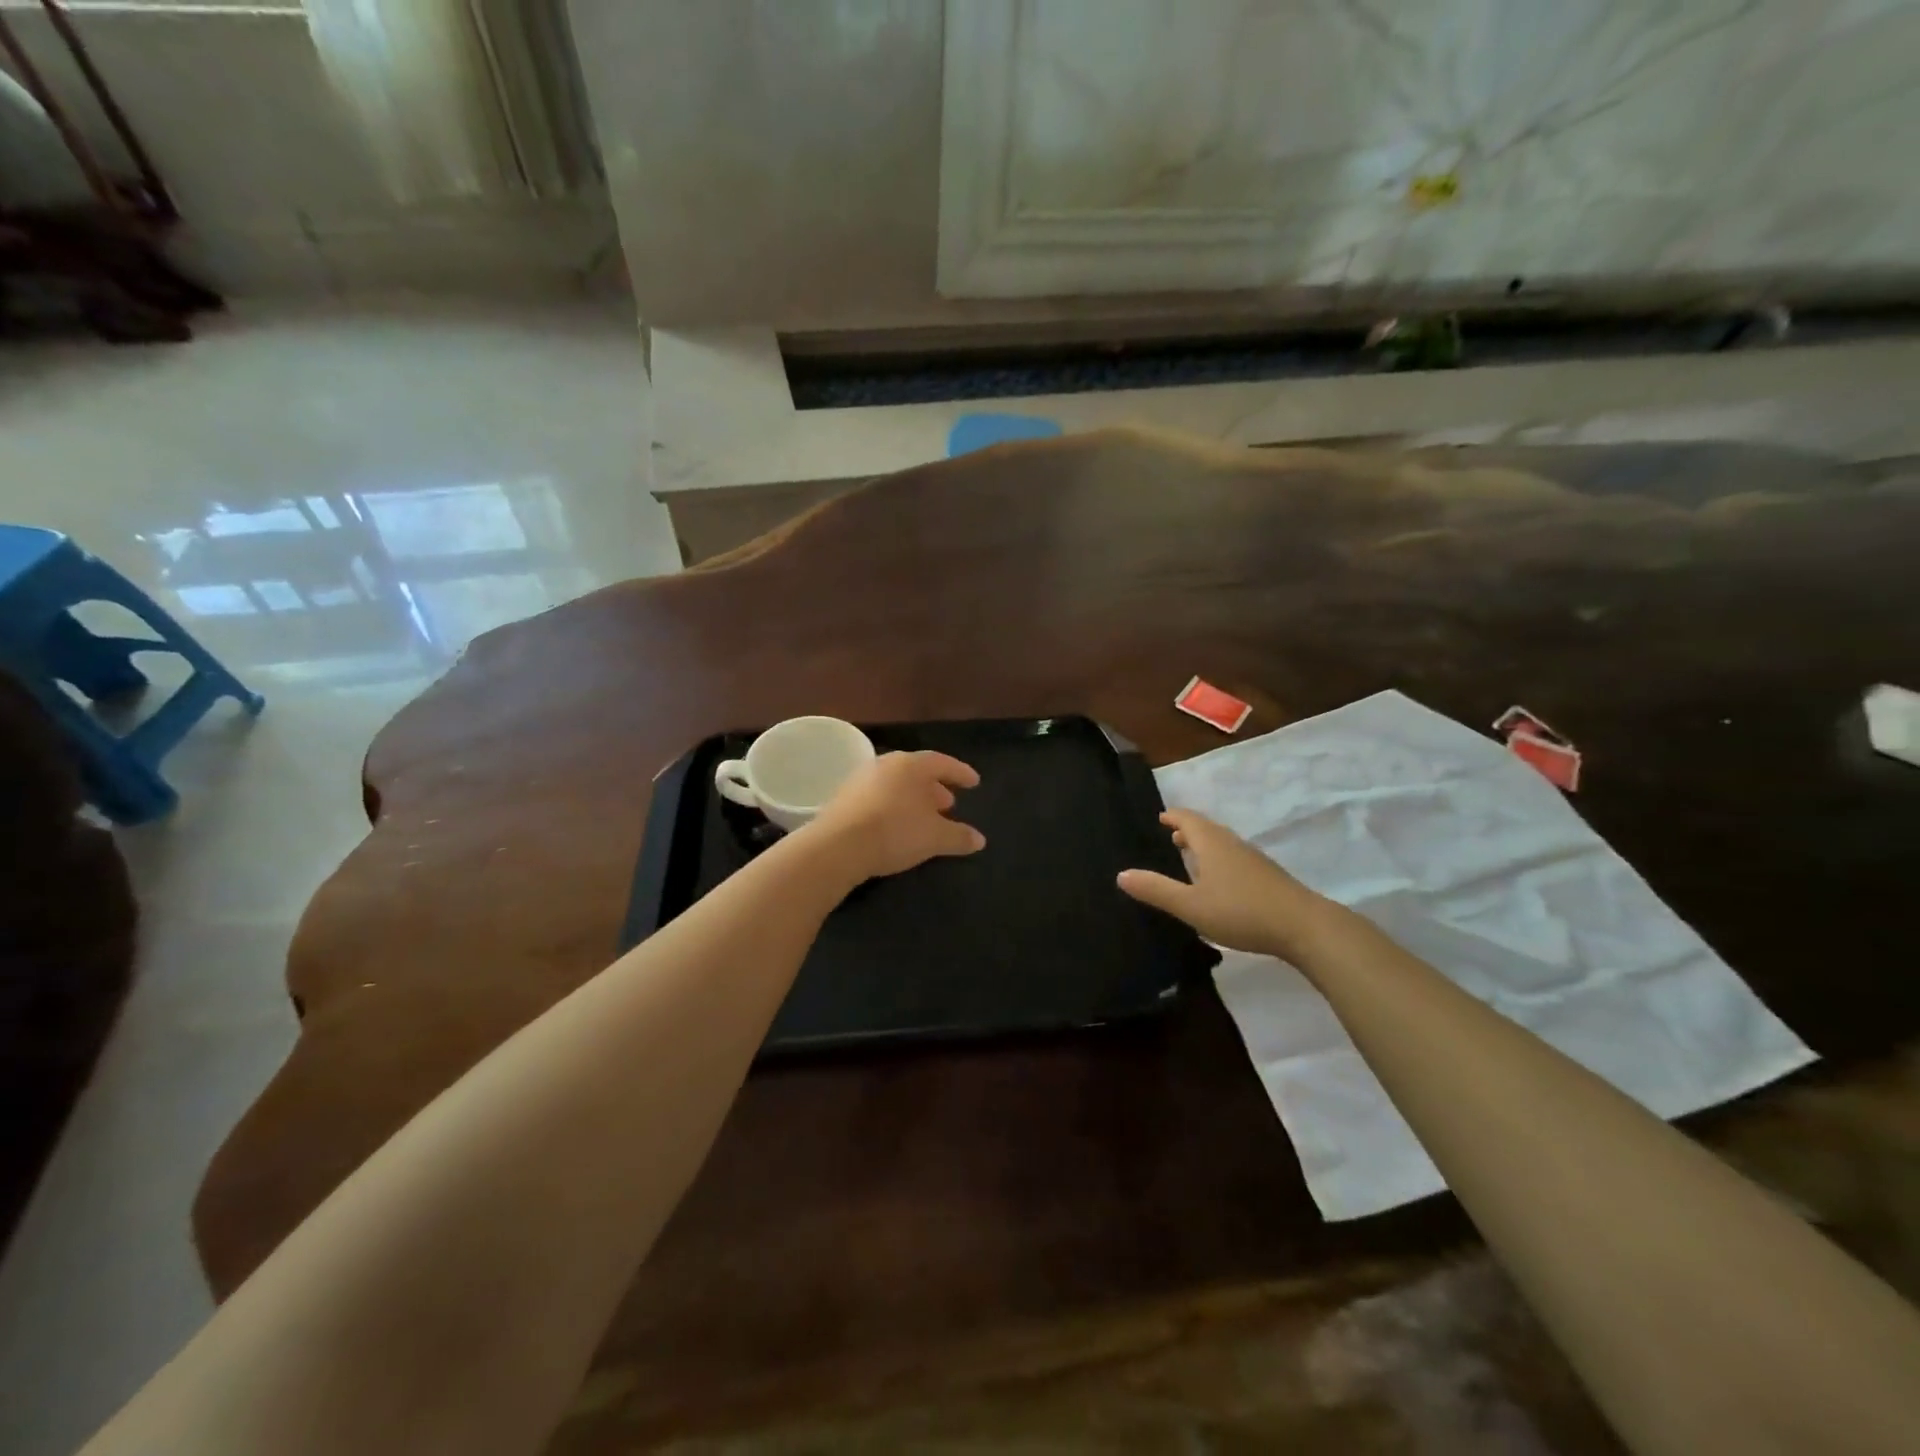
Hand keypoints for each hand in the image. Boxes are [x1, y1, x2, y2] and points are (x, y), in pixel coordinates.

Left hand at [801, 751, 986, 881]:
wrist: (837, 846)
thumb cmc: (895, 832)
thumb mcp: (935, 837)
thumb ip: (959, 836)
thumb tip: (979, 839)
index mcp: (911, 765)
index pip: (942, 762)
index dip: (960, 773)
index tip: (974, 782)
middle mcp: (885, 764)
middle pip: (917, 772)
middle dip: (935, 788)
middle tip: (948, 804)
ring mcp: (861, 779)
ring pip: (896, 784)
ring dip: (912, 798)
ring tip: (924, 817)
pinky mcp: (843, 798)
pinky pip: (878, 797)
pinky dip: (893, 806)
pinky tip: (896, 825)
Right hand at [1118, 808, 1334, 961]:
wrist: (1304, 927)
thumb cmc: (1241, 911)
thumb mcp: (1191, 905)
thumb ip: (1156, 890)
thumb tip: (1121, 874)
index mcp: (1212, 843)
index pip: (1188, 819)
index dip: (1173, 816)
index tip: (1160, 817)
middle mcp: (1232, 844)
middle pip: (1207, 829)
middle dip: (1188, 830)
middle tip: (1170, 836)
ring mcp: (1254, 859)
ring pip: (1223, 843)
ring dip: (1204, 845)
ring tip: (1190, 856)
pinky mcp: (1268, 877)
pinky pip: (1235, 858)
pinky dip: (1219, 860)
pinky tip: (1219, 882)